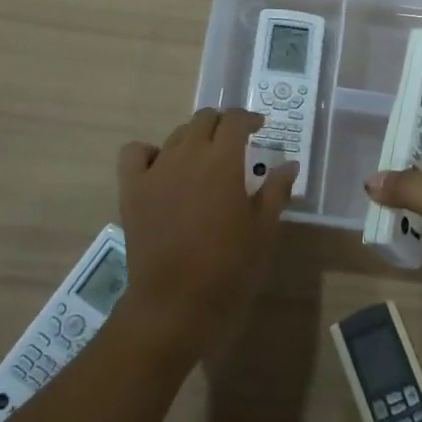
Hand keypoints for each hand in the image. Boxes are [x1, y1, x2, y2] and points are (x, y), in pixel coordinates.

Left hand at [114, 108, 295, 358]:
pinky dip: (149, 152)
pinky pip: (135, 152)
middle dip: (222, 124)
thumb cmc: (228, 267)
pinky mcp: (132, 188)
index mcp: (223, 161)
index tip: (259, 128)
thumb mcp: (263, 230)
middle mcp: (188, 154)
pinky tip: (161, 167)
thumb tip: (289, 164)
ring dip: (193, 138)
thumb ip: (276, 191)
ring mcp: (156, 170)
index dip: (249, 119)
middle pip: (203, 119)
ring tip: (202, 159)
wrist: (175, 303)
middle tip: (233, 142)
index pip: (235, 120)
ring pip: (175, 135)